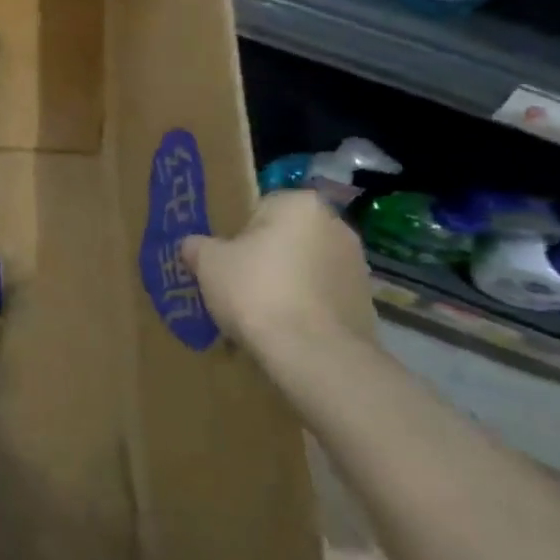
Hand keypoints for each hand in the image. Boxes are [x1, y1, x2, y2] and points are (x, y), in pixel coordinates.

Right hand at [183, 191, 375, 372]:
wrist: (313, 354)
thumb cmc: (256, 290)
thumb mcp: (207, 262)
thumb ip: (197, 246)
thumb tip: (193, 245)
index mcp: (300, 205)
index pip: (260, 207)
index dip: (237, 232)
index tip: (224, 256)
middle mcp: (337, 227)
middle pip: (285, 238)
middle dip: (264, 257)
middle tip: (236, 282)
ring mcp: (357, 267)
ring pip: (305, 269)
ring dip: (286, 283)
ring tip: (258, 312)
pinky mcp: (366, 305)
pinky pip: (322, 298)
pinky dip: (304, 308)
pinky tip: (283, 329)